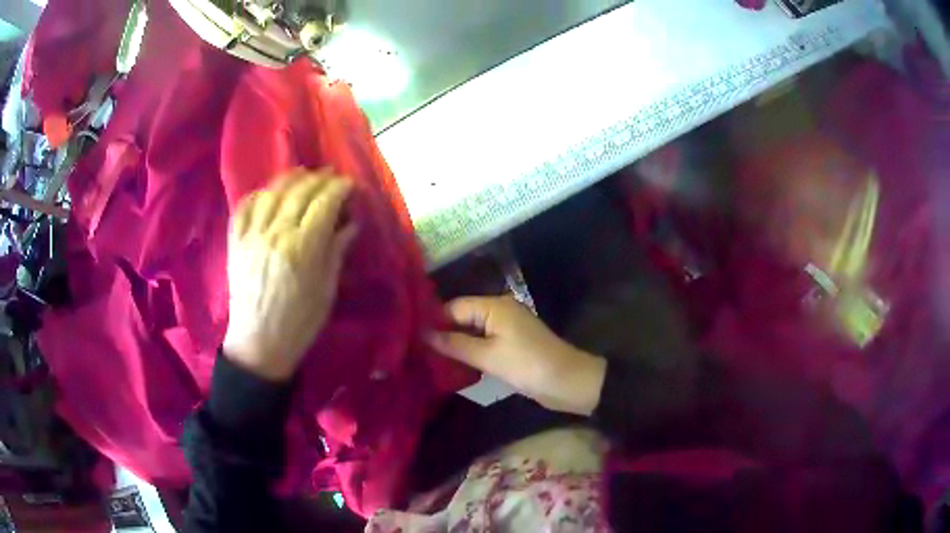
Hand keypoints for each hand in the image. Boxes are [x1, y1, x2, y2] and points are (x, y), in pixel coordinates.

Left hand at [223, 168, 357, 381]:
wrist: (259, 344)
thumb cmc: (299, 323)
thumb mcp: (326, 291)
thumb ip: (336, 252)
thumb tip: (350, 224)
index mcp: (303, 247)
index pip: (324, 203)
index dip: (340, 188)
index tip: (351, 185)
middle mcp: (276, 233)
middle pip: (300, 192)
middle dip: (319, 179)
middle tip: (331, 176)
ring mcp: (252, 235)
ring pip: (272, 193)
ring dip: (290, 179)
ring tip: (302, 174)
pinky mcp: (236, 242)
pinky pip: (244, 208)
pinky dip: (257, 195)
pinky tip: (268, 193)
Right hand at [430, 296, 606, 414]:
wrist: (568, 382)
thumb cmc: (527, 365)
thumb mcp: (488, 356)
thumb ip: (455, 344)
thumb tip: (423, 335)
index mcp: (494, 306)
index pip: (454, 306)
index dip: (433, 320)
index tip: (411, 337)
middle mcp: (499, 311)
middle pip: (462, 317)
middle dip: (442, 333)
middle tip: (416, 351)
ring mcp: (506, 328)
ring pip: (471, 332)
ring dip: (455, 345)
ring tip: (428, 359)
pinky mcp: (510, 344)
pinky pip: (483, 344)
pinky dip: (469, 352)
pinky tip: (452, 365)